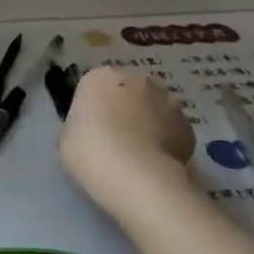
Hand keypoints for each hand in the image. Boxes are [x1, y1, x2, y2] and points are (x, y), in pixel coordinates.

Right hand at [59, 68, 195, 216]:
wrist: (136, 176)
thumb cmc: (90, 152)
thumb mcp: (67, 139)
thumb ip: (80, 126)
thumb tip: (92, 130)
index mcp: (100, 77)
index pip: (94, 87)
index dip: (93, 109)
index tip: (91, 131)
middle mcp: (136, 79)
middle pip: (127, 92)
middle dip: (124, 110)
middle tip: (115, 141)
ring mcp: (166, 99)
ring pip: (154, 108)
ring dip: (148, 123)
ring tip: (139, 154)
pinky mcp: (187, 124)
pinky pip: (172, 129)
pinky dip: (167, 141)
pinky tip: (157, 163)